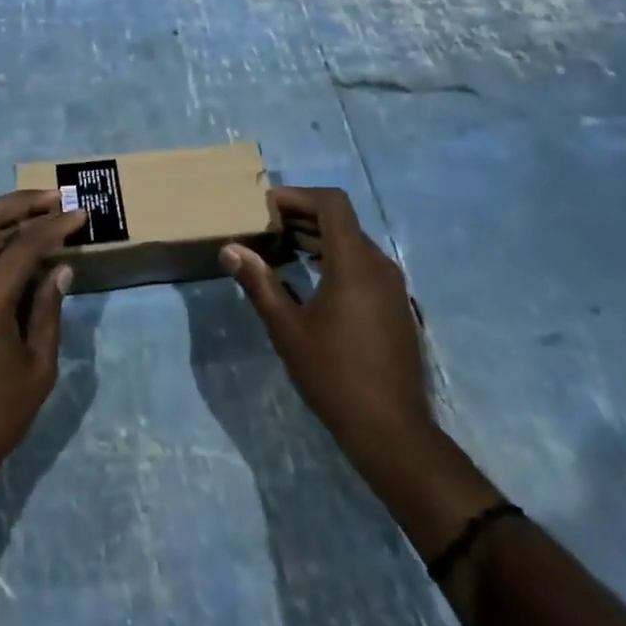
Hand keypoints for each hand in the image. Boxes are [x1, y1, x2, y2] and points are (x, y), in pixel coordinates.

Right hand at [223, 186, 504, 553]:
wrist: (391, 430)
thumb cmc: (334, 375)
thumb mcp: (287, 329)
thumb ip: (259, 283)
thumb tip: (230, 249)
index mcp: (354, 263)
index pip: (331, 203)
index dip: (298, 196)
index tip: (266, 207)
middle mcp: (379, 264)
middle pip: (341, 220)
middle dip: (303, 215)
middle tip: (266, 226)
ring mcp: (392, 286)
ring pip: (353, 243)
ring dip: (318, 237)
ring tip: (281, 248)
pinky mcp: (396, 305)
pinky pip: (363, 265)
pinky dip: (335, 258)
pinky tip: (310, 279)